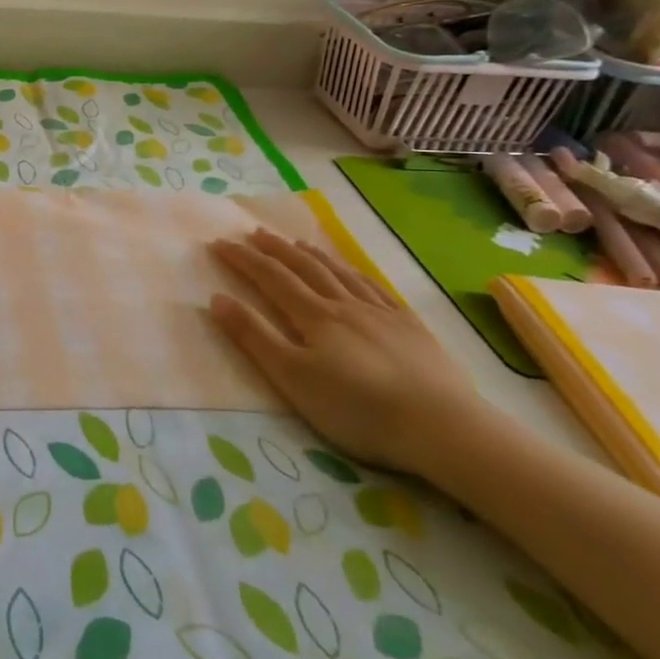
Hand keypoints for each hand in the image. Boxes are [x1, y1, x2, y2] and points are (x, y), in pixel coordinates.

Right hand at [208, 229, 482, 475]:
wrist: (442, 426)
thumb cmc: (357, 408)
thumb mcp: (292, 377)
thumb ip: (254, 337)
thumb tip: (217, 298)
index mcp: (314, 316)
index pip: (271, 278)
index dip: (244, 259)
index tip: (220, 242)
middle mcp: (345, 305)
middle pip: (305, 268)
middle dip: (275, 249)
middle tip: (254, 232)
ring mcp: (382, 313)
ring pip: (340, 274)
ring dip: (313, 256)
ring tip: (296, 243)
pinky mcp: (411, 328)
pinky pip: (376, 288)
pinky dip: (355, 273)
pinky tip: (353, 272)